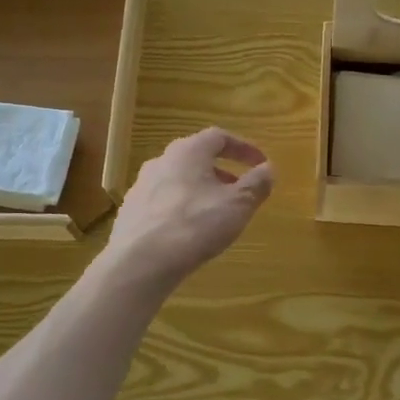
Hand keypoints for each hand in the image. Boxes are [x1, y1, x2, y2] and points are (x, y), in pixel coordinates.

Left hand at [105, 127, 274, 290]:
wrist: (139, 262)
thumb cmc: (195, 225)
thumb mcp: (237, 205)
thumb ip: (256, 184)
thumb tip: (269, 169)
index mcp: (188, 152)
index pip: (219, 137)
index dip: (243, 148)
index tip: (261, 163)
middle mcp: (161, 161)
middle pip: (196, 157)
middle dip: (221, 171)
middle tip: (239, 189)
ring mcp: (141, 186)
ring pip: (178, 179)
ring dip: (201, 189)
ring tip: (216, 212)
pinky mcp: (130, 211)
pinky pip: (163, 201)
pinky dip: (181, 207)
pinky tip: (188, 230)